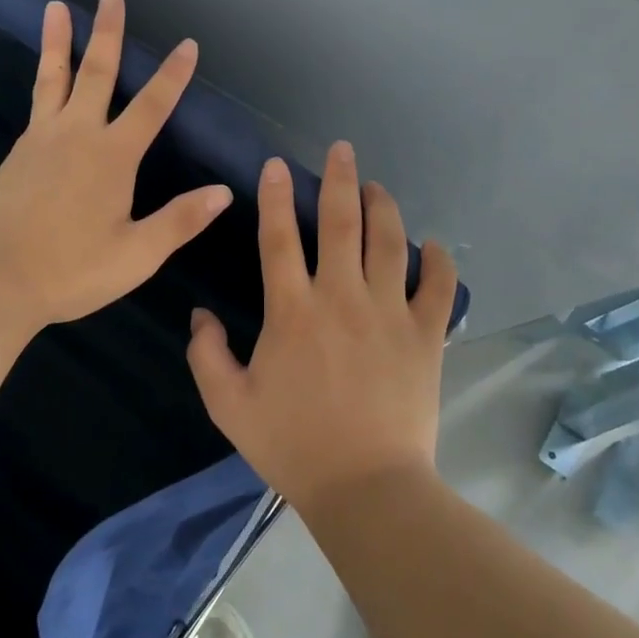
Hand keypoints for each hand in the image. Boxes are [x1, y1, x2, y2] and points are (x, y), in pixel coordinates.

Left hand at [0, 0, 234, 333]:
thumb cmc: (71, 271)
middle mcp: (77, 135)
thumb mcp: (136, 254)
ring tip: (55, 8)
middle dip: (108, 31)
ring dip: (59, 41)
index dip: (173, 75)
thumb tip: (223, 192)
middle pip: (96, 72)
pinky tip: (47, 82)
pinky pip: (37, 105)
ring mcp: (41, 140)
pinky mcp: (17, 153)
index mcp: (112, 157)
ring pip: (54, 79)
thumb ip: (180, 220)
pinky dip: (45, 81)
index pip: (151, 105)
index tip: (187, 44)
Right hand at [187, 141, 457, 513]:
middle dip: (340, 179)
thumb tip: (200, 315)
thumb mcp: (229, 405)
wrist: (366, 488)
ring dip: (384, 207)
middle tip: (343, 149)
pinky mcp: (425, 335)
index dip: (275, 196)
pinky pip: (438, 286)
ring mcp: (388, 313)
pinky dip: (438, 261)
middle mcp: (341, 297)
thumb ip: (207, 354)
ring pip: (389, 242)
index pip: (278, 237)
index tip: (277, 165)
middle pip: (341, 223)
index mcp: (292, 310)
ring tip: (377, 186)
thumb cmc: (293, 445)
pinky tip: (433, 245)